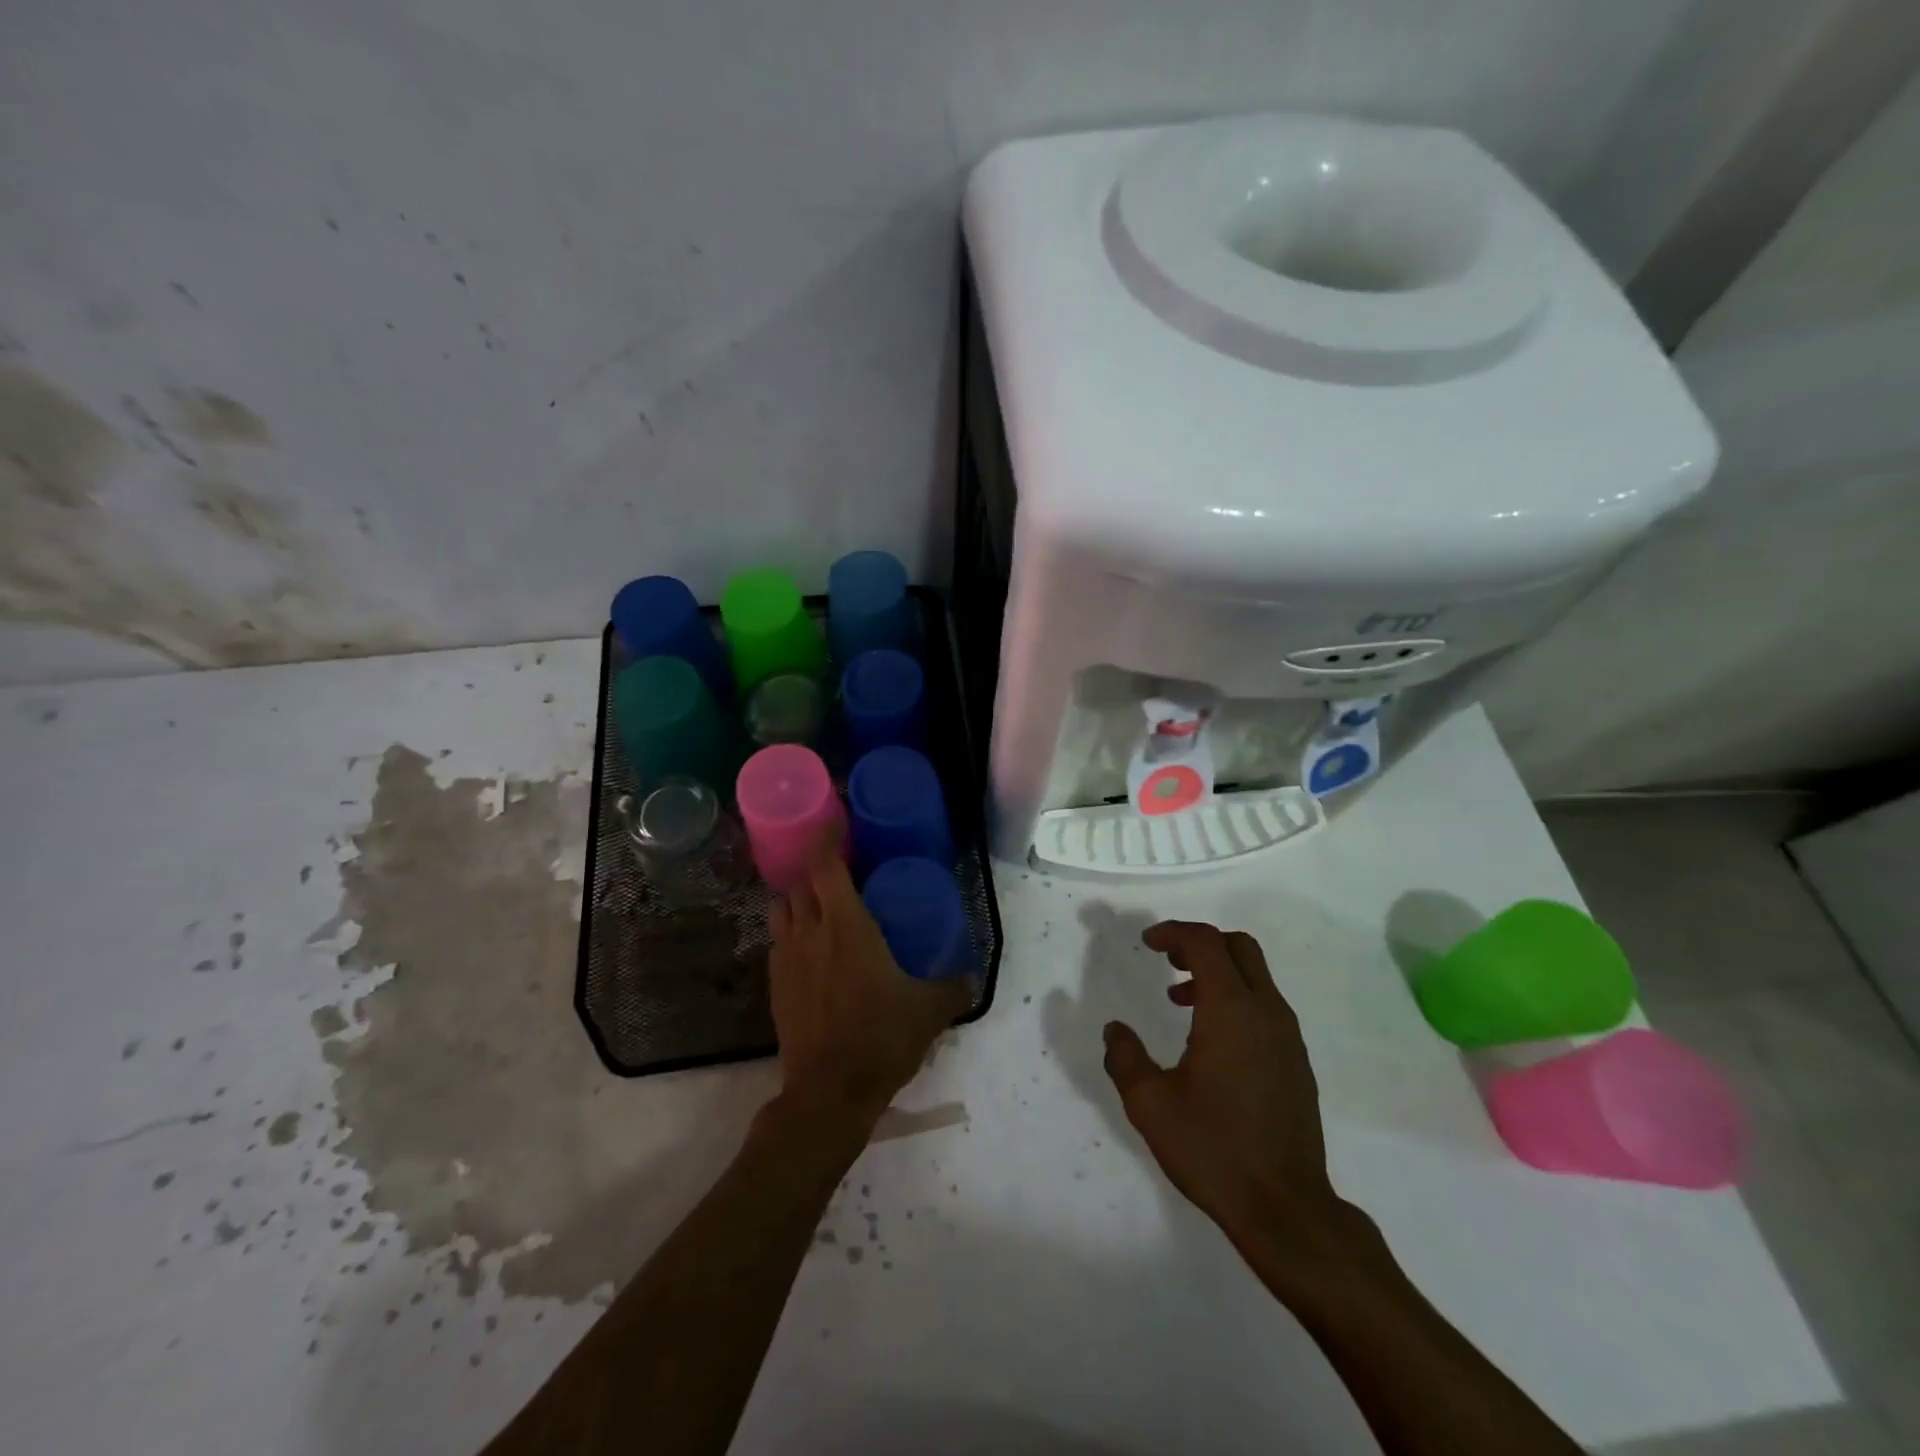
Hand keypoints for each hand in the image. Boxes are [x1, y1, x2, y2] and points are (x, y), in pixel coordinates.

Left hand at [768, 844, 970, 1128]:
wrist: (828, 1093)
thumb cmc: (880, 1038)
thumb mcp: (930, 1011)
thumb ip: (954, 987)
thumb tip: (971, 975)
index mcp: (845, 925)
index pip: (825, 865)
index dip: (827, 838)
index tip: (836, 822)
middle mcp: (809, 932)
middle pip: (800, 882)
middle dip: (815, 868)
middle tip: (839, 866)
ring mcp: (786, 959)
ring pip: (782, 910)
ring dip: (798, 898)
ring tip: (821, 904)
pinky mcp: (775, 986)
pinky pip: (778, 942)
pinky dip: (792, 932)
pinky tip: (811, 949)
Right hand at [1102, 921, 1348, 1260]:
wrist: (1287, 1208)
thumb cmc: (1214, 1149)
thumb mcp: (1150, 1104)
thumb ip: (1125, 1058)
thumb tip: (1115, 1030)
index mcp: (1231, 1010)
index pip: (1206, 943)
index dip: (1174, 932)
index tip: (1147, 943)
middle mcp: (1266, 1011)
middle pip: (1238, 947)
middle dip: (1200, 943)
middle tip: (1166, 960)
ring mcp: (1287, 1037)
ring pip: (1255, 976)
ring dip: (1217, 973)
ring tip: (1179, 1001)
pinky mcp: (1297, 1062)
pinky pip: (1265, 1006)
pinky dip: (1236, 999)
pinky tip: (1210, 1040)